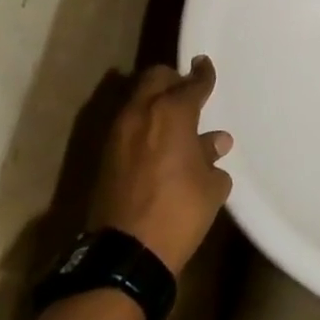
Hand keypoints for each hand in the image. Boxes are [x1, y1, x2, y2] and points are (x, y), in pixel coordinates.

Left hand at [88, 57, 234, 275]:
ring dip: (155, 100)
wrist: (126, 254)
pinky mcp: (105, 155)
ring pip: (138, 98)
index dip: (203, 74)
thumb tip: (214, 142)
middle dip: (173, 79)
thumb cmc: (179, 212)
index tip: (206, 65)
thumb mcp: (210, 185)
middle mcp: (141, 114)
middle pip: (155, 78)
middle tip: (188, 90)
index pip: (192, 83)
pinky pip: (128, 123)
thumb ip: (211, 156)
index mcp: (171, 113)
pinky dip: (143, 122)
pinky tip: (158, 140)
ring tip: (174, 117)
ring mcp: (118, 133)